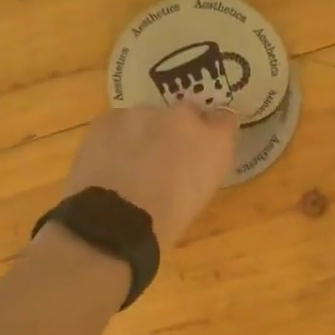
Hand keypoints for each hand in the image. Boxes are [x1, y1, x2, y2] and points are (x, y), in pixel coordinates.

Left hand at [60, 104, 239, 247]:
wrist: (115, 222)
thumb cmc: (167, 222)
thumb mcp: (200, 196)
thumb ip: (203, 166)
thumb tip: (193, 159)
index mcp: (215, 142)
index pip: (225, 120)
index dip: (212, 132)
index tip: (202, 147)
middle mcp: (185, 117)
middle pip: (186, 113)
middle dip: (178, 130)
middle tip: (164, 158)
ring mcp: (145, 113)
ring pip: (148, 117)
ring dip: (145, 133)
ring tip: (130, 163)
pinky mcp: (111, 116)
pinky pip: (119, 122)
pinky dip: (116, 137)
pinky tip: (109, 161)